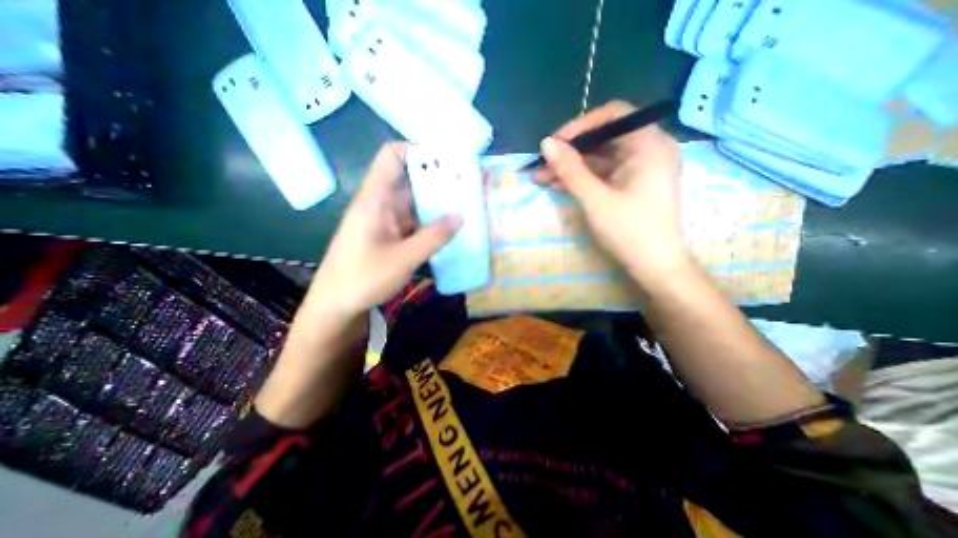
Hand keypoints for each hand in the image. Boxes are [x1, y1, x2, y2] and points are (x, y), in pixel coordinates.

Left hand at [308, 143, 461, 318]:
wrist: (335, 304)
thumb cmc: (363, 278)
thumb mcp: (404, 258)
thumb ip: (434, 237)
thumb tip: (460, 216)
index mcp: (376, 199)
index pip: (392, 157)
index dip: (417, 151)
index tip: (447, 161)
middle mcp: (380, 204)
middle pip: (409, 181)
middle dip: (437, 181)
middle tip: (467, 187)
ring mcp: (385, 221)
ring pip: (413, 203)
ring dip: (436, 205)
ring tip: (465, 207)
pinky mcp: (388, 236)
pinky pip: (412, 222)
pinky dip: (429, 223)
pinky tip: (448, 230)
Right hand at [537, 101, 688, 284]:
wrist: (654, 266)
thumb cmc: (630, 231)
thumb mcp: (596, 199)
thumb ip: (570, 169)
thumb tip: (546, 143)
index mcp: (650, 144)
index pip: (613, 115)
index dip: (580, 126)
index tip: (554, 143)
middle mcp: (648, 150)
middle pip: (603, 138)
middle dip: (570, 151)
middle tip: (542, 163)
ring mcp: (639, 169)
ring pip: (600, 158)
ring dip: (571, 167)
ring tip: (542, 177)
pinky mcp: (631, 185)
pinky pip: (603, 174)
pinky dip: (581, 179)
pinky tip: (558, 185)